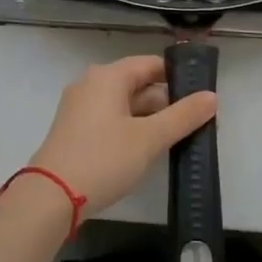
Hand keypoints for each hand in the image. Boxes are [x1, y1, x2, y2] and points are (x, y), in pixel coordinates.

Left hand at [27, 56, 217, 216]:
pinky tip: (144, 150)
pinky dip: (129, 128)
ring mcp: (79, 106)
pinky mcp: (73, 129)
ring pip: (123, 103)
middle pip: (137, 83)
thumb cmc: (103, 159)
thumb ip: (183, 116)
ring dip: (148, 118)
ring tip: (174, 139)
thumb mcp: (149, 139)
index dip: (177, 77)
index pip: (150, 64)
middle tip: (193, 123)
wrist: (50, 197)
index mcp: (108, 76)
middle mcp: (91, 83)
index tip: (200, 97)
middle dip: (165, 102)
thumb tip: (212, 96)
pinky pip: (109, 118)